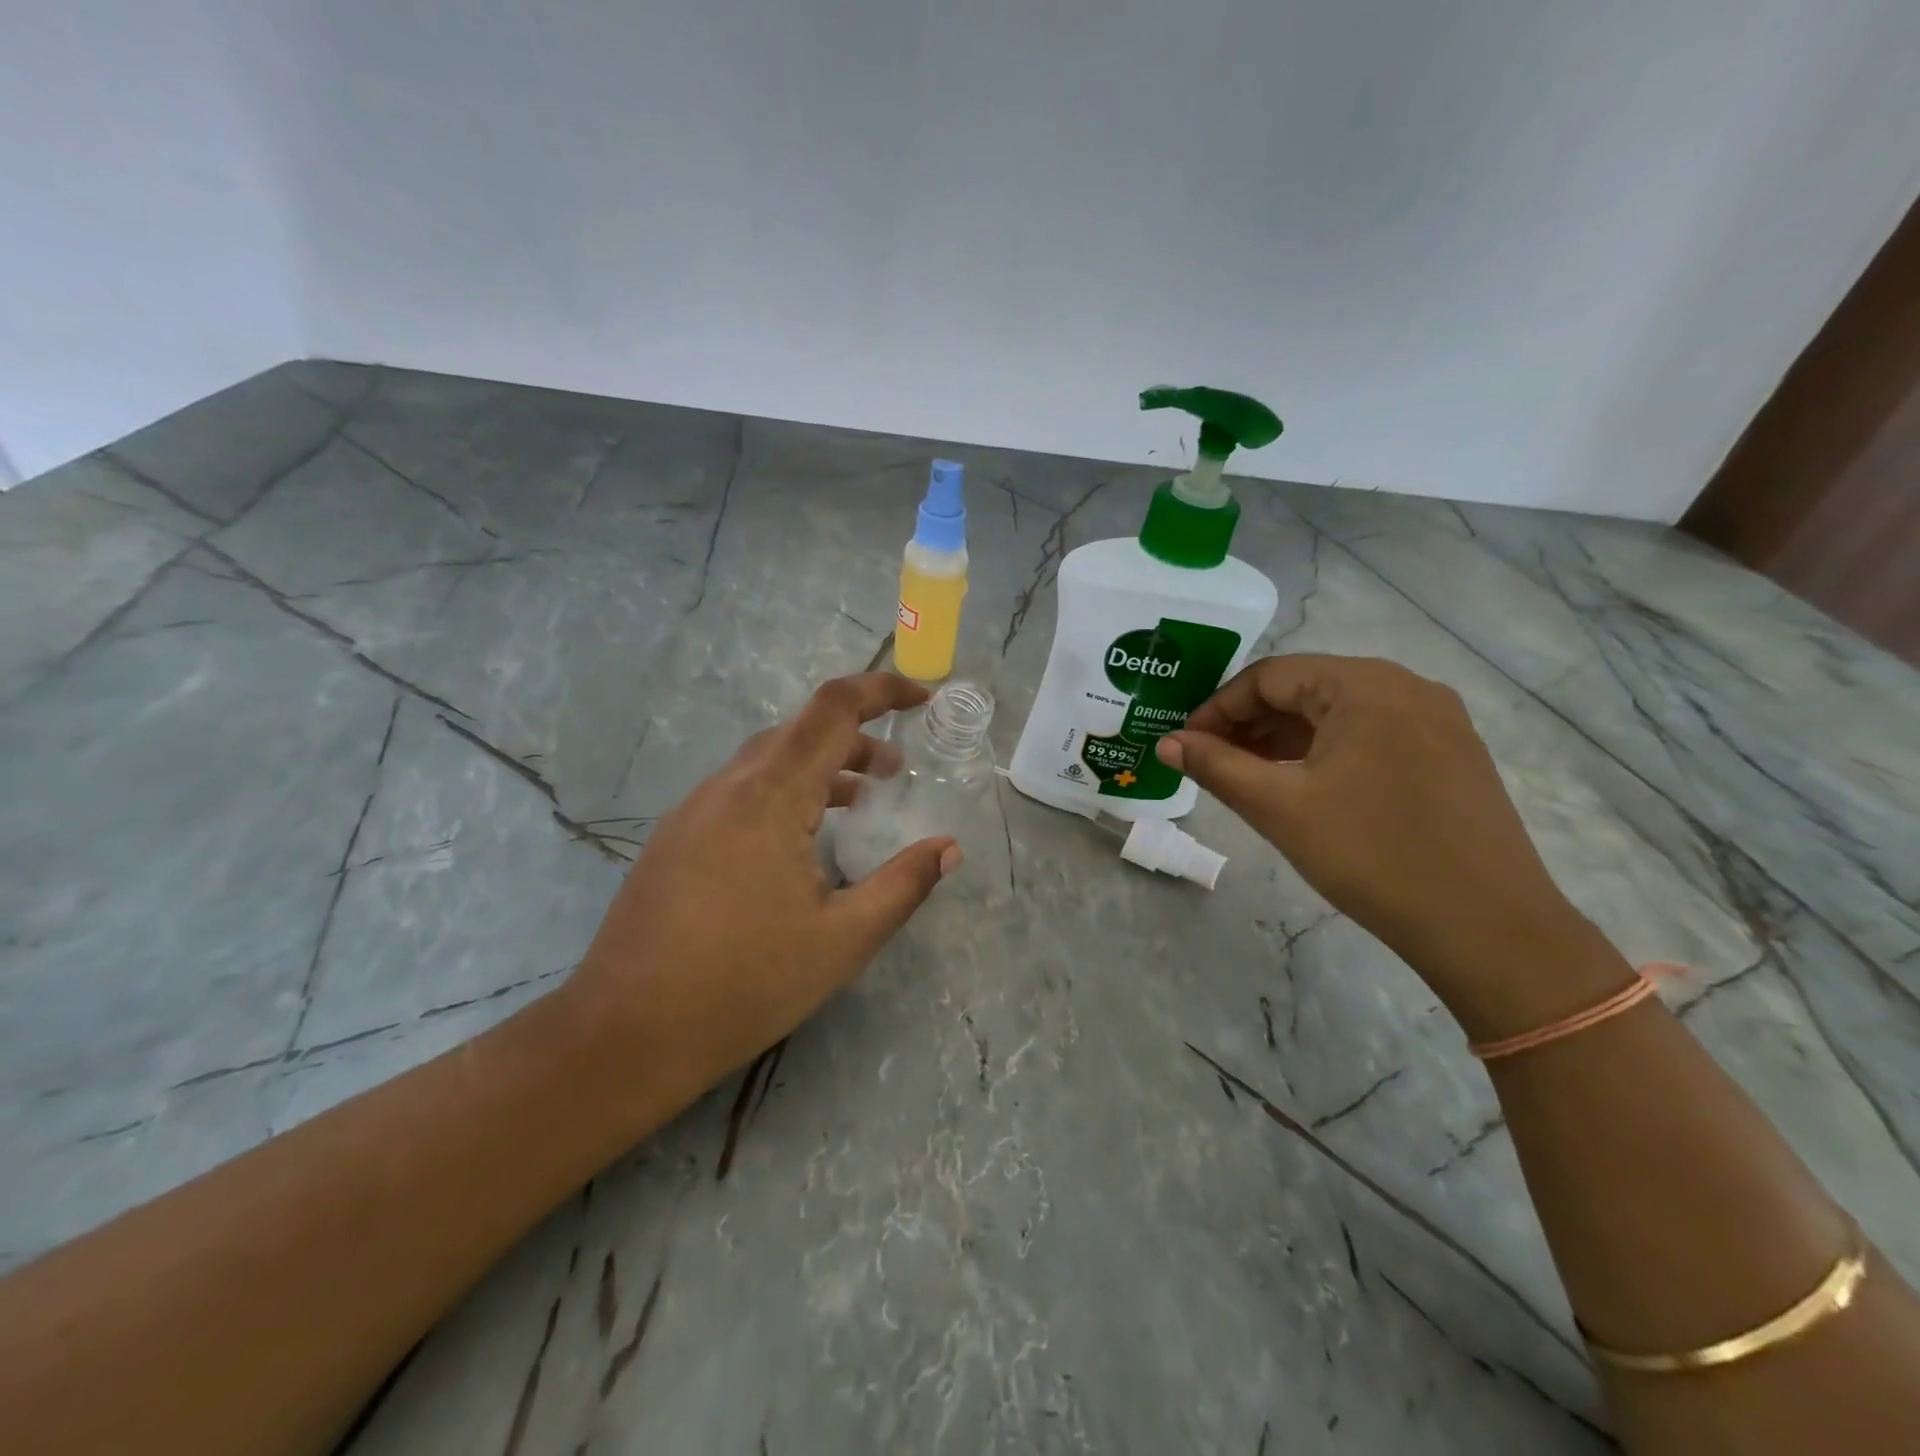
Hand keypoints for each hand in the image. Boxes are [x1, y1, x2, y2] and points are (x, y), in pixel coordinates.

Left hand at [566, 673, 961, 1102]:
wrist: (625, 1034)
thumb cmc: (745, 984)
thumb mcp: (843, 940)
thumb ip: (903, 885)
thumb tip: (948, 848)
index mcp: (770, 797)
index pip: (832, 709)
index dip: (881, 690)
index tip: (922, 700)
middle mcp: (728, 787)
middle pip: (800, 730)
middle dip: (856, 738)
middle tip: (896, 774)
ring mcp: (693, 810)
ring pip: (767, 760)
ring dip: (819, 767)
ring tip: (858, 802)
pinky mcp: (675, 837)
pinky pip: (740, 790)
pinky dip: (785, 792)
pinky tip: (799, 841)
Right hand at [1158, 655, 1622, 1024]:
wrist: (1490, 928)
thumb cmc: (1371, 855)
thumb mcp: (1279, 807)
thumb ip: (1216, 766)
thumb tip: (1166, 743)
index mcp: (1364, 684)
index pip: (1269, 676)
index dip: (1217, 708)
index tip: (1186, 746)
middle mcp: (1405, 686)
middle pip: (1305, 690)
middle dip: (1249, 723)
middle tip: (1209, 763)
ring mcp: (1436, 720)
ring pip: (1337, 714)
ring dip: (1284, 739)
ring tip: (1246, 776)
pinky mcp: (1450, 754)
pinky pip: (1371, 736)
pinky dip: (1325, 752)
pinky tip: (1302, 786)